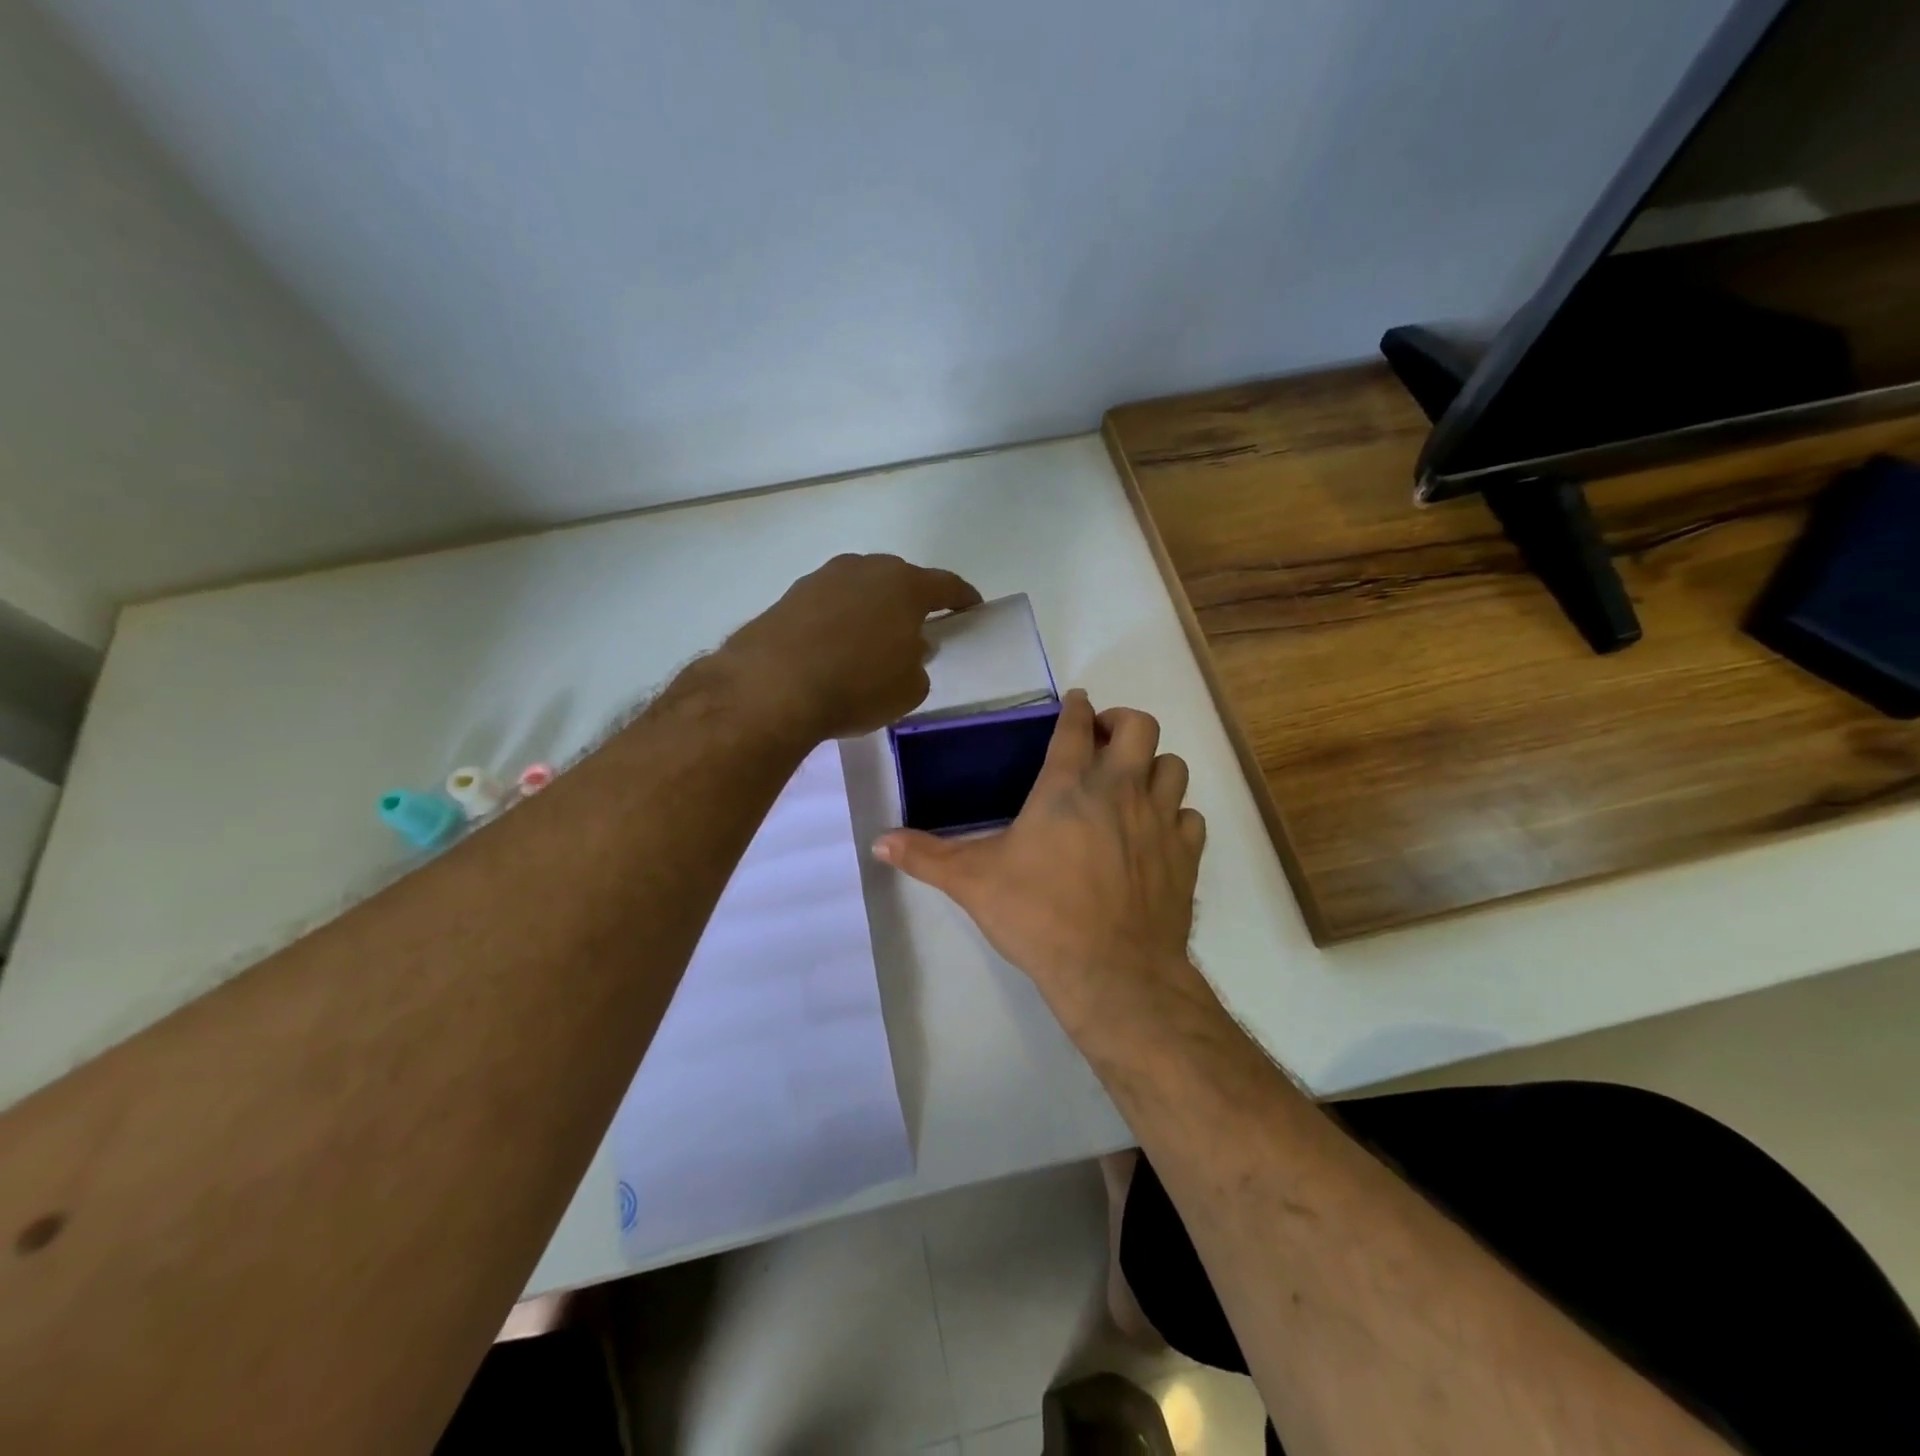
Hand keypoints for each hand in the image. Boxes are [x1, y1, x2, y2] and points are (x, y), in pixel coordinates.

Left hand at [725, 554, 981, 739]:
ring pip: (860, 589)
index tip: (972, 607)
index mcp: (905, 585)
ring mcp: (823, 579)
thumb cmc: (857, 686)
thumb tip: (908, 649)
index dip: (962, 597)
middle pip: (899, 580)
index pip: (945, 585)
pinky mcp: (789, 597)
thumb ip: (918, 663)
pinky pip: (828, 606)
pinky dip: (837, 622)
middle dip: (911, 601)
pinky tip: (833, 649)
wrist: (772, 686)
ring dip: (870, 609)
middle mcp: (865, 569)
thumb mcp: (909, 689)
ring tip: (870, 641)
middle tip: (916, 629)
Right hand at [872, 690, 1206, 1031]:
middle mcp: (1120, 789)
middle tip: (1103, 741)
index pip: (1076, 725)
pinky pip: (1190, 817)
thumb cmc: (1039, 916)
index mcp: (1067, 786)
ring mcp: (1160, 820)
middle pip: (1140, 726)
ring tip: (1132, 784)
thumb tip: (878, 841)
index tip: (1075, 702)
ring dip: (1153, 766)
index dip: (1075, 707)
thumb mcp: (972, 883)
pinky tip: (1157, 834)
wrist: (1113, 972)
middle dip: (1122, 722)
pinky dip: (1176, 816)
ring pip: (1173, 766)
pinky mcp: (1185, 854)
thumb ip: (926, 856)